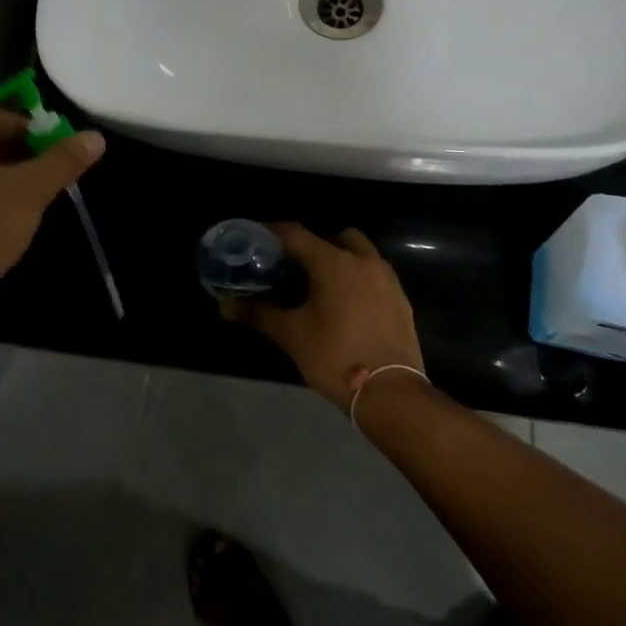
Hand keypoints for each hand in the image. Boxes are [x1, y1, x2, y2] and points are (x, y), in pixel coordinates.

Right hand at [220, 224, 423, 411]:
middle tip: (293, 265)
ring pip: (360, 254)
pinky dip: (358, 280)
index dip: (272, 232)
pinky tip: (345, 306)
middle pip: (335, 237)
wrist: (391, 393)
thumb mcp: (291, 335)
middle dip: (313, 245)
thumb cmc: (335, 356)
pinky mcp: (401, 300)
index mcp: (333, 261)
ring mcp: (387, 280)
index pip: (296, 233)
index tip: (256, 238)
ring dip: (339, 260)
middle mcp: (363, 261)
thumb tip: (224, 305)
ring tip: (319, 286)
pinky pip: (374, 276)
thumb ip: (258, 314)